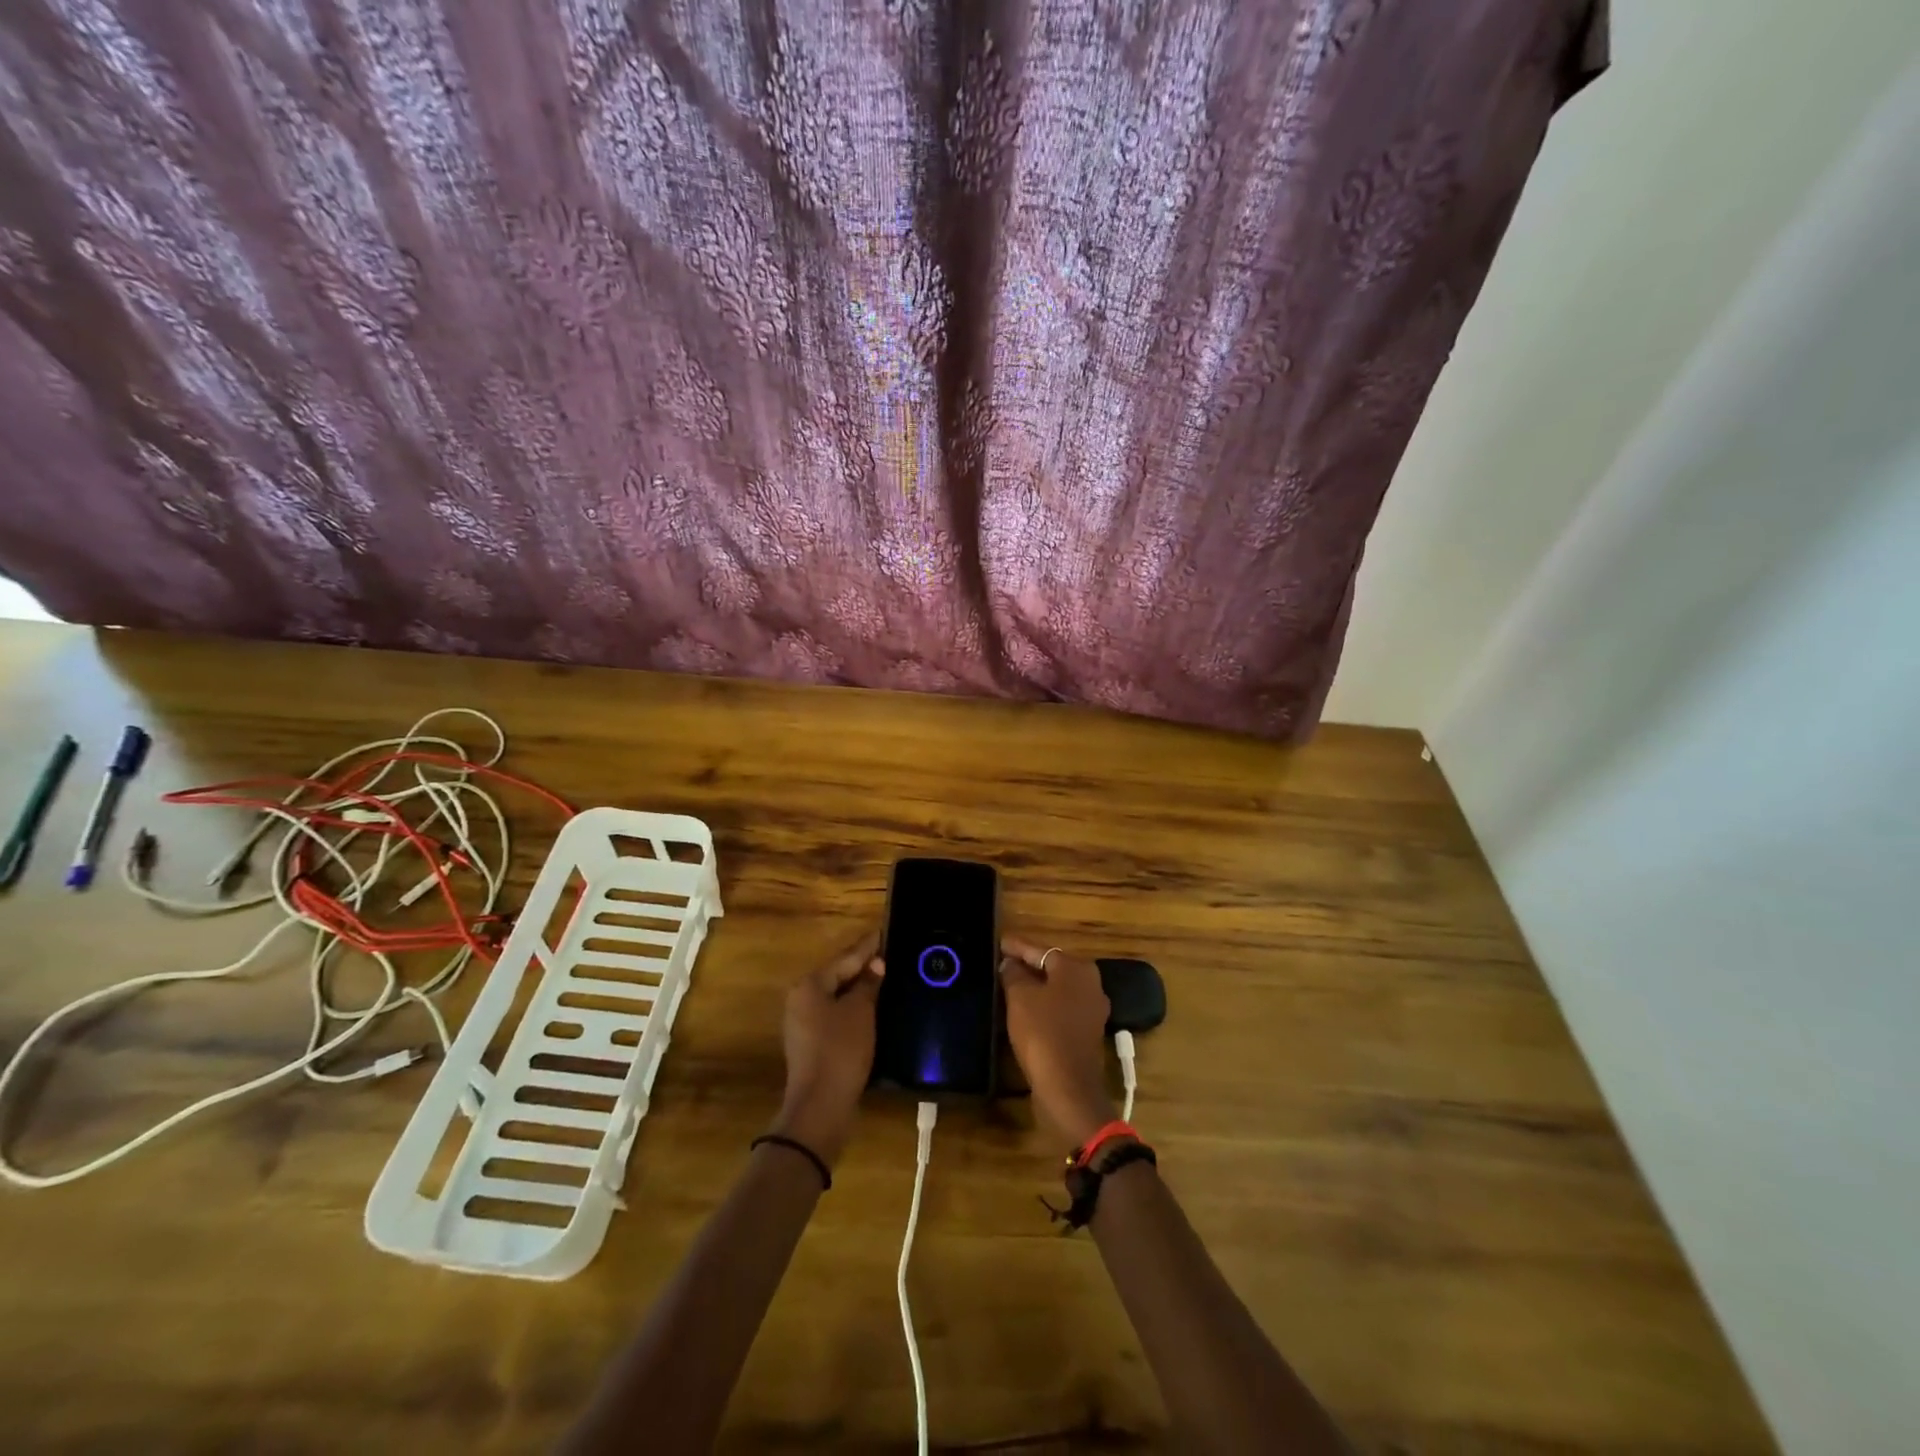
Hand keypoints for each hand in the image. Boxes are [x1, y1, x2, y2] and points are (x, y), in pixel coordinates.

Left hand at [769, 930, 882, 1166]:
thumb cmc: (840, 1050)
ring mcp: (803, 1023)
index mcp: (810, 985)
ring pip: (835, 996)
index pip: (845, 958)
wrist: (820, 1106)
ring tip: (884, 977)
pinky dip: (852, 1008)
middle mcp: (801, 999)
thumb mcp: (860, 1012)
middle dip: (862, 966)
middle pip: (837, 975)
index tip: (883, 932)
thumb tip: (876, 964)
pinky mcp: (810, 1043)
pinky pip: (834, 1014)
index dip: (867, 947)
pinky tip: (871, 1008)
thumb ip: (868, 984)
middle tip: (888, 954)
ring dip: (858, 988)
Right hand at [999, 936, 1117, 1152]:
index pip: (1041, 950)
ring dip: (1035, 987)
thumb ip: (1013, 974)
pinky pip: (1061, 1009)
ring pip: (1057, 990)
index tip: (999, 942)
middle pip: (1052, 968)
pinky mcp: (1087, 1033)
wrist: (1068, 1087)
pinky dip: (1044, 1006)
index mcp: (1076, 969)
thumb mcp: (1020, 997)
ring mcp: (1092, 1010)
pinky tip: (1024, 1011)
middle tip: (1002, 963)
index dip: (1017, 946)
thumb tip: (1010, 963)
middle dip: (1028, 966)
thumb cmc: (1043, 1033)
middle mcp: (1090, 984)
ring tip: (1008, 985)